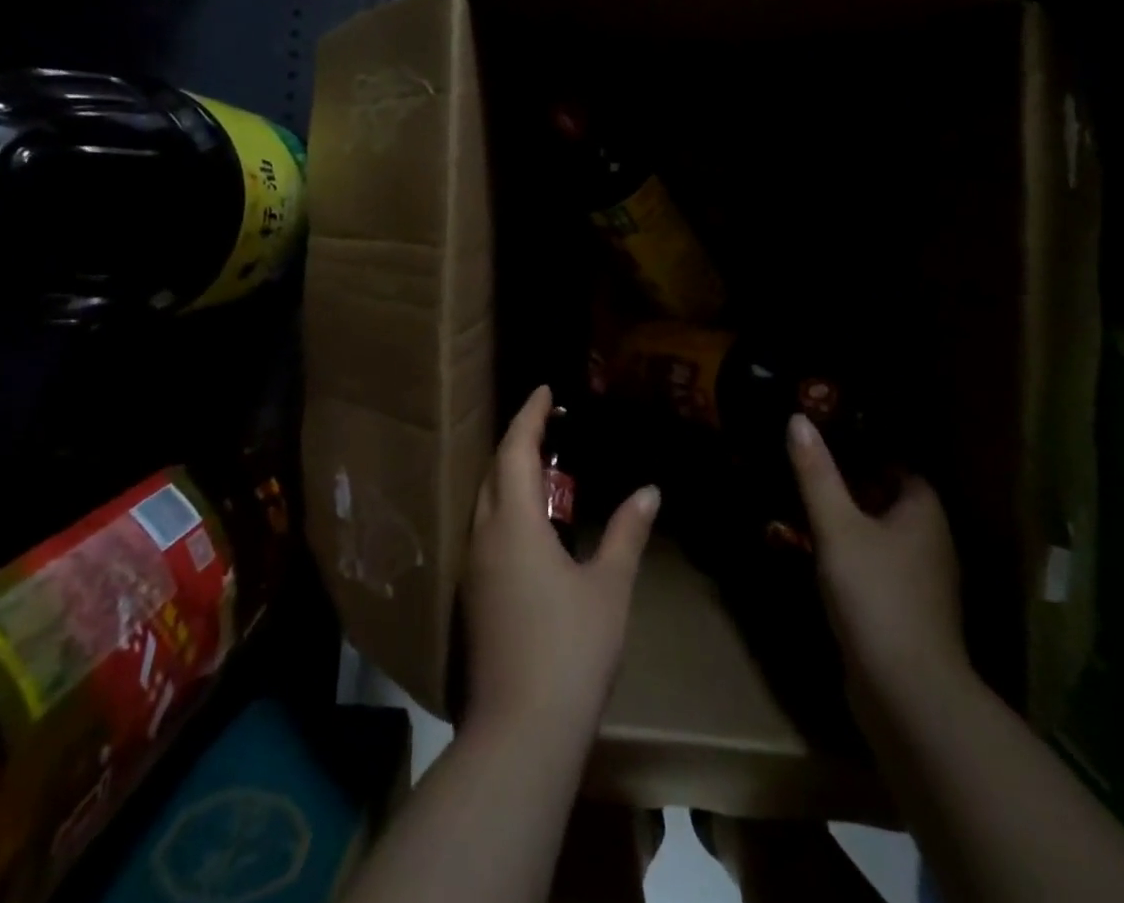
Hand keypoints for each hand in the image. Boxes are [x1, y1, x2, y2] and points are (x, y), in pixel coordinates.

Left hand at [461, 386, 659, 742]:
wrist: (520, 733)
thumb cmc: (571, 649)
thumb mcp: (609, 587)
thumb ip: (626, 533)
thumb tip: (649, 491)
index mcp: (514, 522)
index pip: (515, 450)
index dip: (529, 415)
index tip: (544, 390)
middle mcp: (484, 536)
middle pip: (495, 471)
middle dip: (518, 440)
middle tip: (549, 423)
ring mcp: (474, 569)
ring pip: (486, 501)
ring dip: (510, 474)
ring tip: (543, 463)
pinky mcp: (474, 597)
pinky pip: (486, 529)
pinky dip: (507, 506)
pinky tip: (532, 522)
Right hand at [786, 412, 968, 714]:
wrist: (907, 693)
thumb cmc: (876, 594)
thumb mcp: (837, 526)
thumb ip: (817, 474)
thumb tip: (798, 418)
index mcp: (924, 514)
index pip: (900, 468)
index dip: (867, 453)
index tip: (827, 444)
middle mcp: (932, 544)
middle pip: (890, 502)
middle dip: (854, 488)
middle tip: (809, 474)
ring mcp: (923, 584)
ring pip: (884, 539)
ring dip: (852, 526)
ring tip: (807, 512)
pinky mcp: (908, 615)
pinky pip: (879, 571)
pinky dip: (855, 560)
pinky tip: (822, 561)